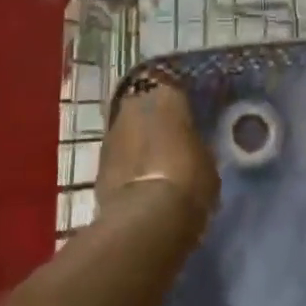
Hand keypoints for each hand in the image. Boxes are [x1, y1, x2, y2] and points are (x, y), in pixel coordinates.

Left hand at [97, 73, 218, 231]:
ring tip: (154, 160)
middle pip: (146, 105)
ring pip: (129, 128)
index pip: (174, 87)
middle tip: (171, 136)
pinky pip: (118, 153)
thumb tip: (192, 145)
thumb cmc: (188, 180)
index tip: (189, 115)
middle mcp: (136, 103)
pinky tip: (139, 178)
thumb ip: (197, 144)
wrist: (146, 218)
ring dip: (138, 139)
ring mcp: (112, 131)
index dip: (181, 102)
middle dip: (155, 118)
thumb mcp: (207, 160)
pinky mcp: (98, 160)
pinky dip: (126, 161)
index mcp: (166, 95)